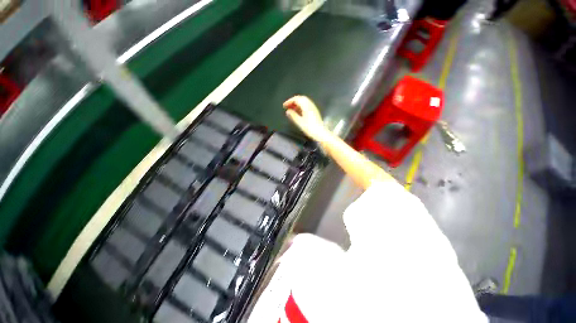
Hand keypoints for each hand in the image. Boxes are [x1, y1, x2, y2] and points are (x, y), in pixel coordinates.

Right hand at [283, 95, 328, 141]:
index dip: (289, 101)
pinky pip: (307, 105)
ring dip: (297, 104)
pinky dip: (301, 107)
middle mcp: (310, 105)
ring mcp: (313, 108)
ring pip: (304, 102)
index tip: (284, 106)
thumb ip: (293, 116)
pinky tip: (298, 112)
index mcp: (306, 106)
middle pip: (301, 99)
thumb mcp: (299, 122)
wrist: (320, 133)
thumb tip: (288, 111)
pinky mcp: (314, 112)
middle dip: (293, 101)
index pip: (297, 99)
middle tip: (288, 106)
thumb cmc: (310, 128)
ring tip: (292, 109)